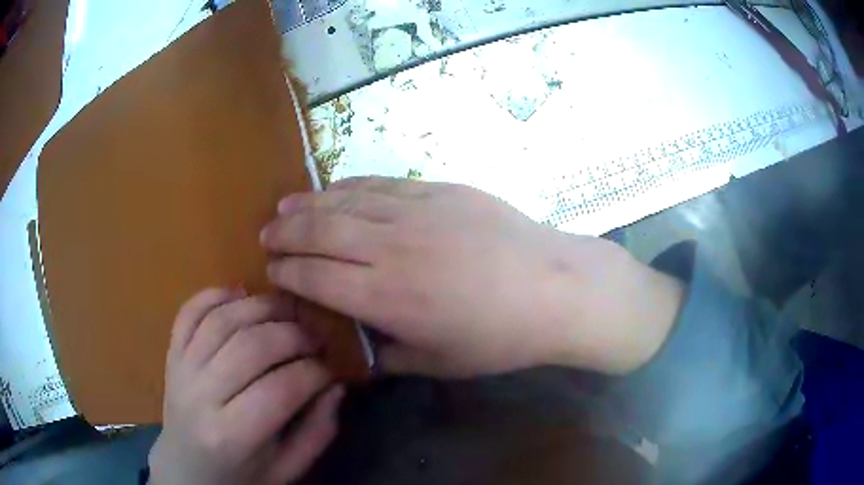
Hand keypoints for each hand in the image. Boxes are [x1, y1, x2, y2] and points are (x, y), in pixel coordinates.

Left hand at [148, 289, 343, 484]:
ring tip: (286, 312)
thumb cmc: (240, 477)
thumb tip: (335, 387)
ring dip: (260, 307)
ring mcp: (180, 371)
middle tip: (315, 338)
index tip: (331, 370)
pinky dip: (214, 295)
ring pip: (220, 321)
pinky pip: (188, 313)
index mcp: (231, 436)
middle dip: (293, 334)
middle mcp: (200, 397)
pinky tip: (240, 294)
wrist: (186, 471)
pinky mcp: (171, 355)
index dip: (315, 372)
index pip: (280, 390)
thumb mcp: (286, 469)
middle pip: (250, 347)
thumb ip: (316, 432)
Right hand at [260, 177, 683, 376]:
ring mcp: (416, 212)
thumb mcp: (440, 363)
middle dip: (286, 233)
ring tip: (284, 206)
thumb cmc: (499, 337)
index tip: (271, 271)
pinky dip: (350, 186)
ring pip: (344, 201)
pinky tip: (334, 187)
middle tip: (265, 234)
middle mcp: (390, 248)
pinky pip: (381, 184)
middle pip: (320, 233)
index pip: (316, 278)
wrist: (554, 288)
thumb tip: (360, 352)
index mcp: (386, 297)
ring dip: (308, 204)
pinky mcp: (439, 190)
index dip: (287, 273)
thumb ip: (390, 356)